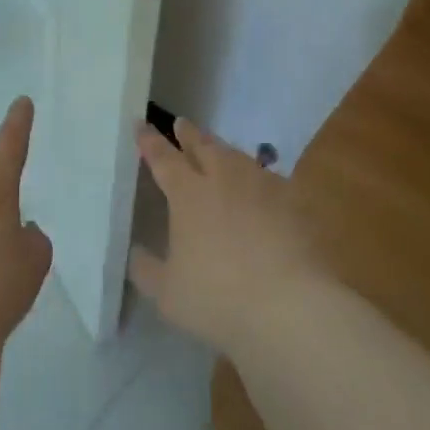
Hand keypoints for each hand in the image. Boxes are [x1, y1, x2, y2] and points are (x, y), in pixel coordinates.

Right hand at [128, 118, 319, 355]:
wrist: (290, 306)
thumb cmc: (218, 298)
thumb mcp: (168, 294)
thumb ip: (147, 270)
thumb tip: (136, 253)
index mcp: (188, 194)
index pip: (163, 158)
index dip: (150, 141)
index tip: (141, 124)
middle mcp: (223, 179)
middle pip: (204, 147)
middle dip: (189, 134)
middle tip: (181, 123)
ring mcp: (262, 187)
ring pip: (237, 157)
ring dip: (222, 149)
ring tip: (218, 148)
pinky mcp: (293, 203)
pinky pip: (270, 178)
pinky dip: (257, 176)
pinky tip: (260, 184)